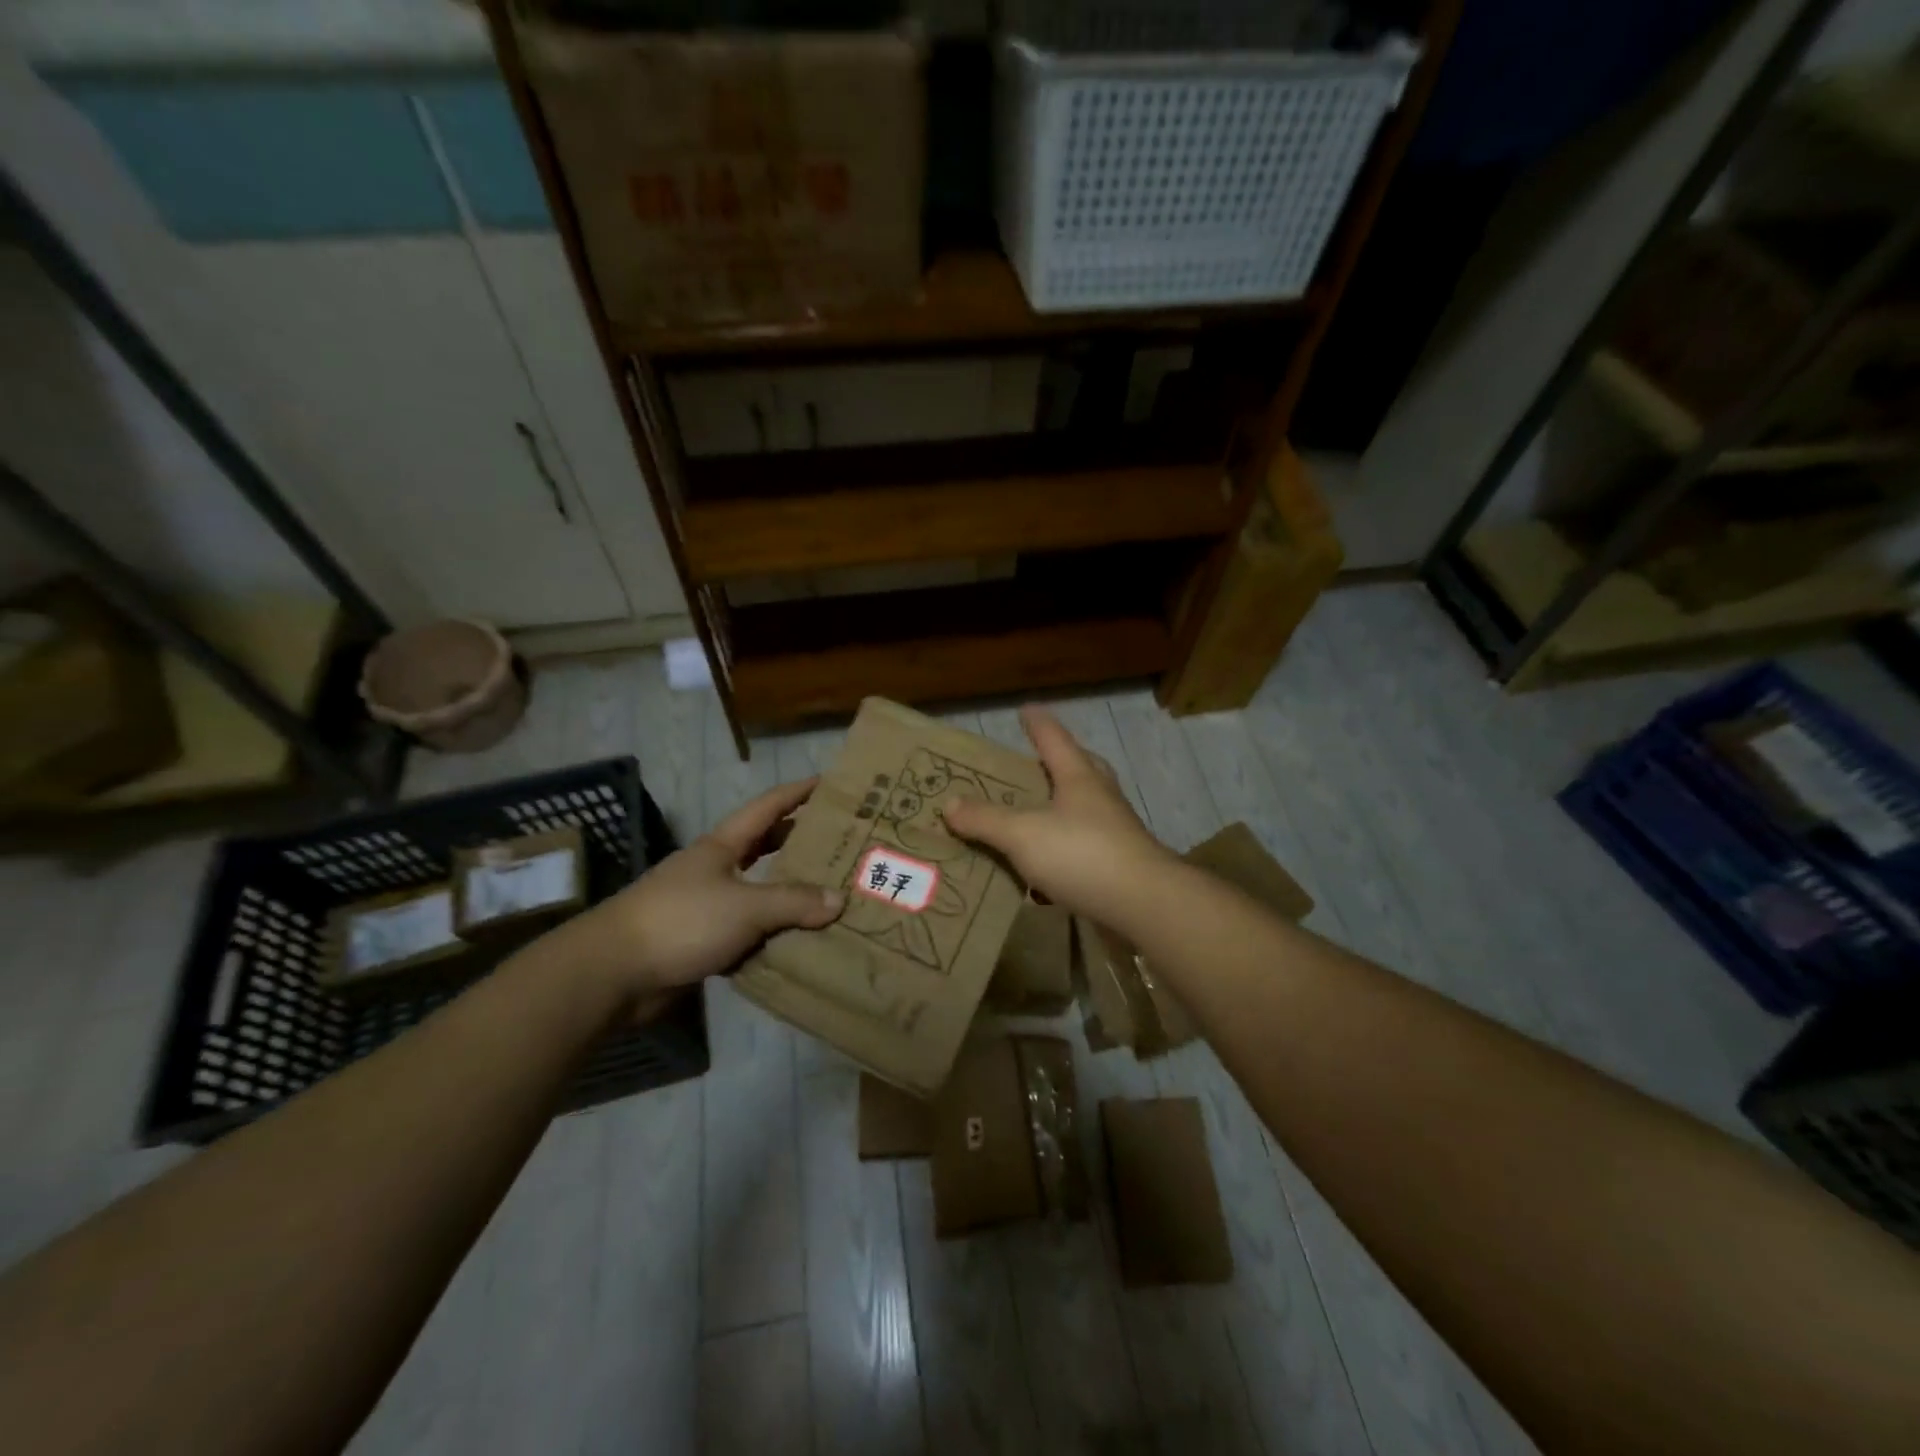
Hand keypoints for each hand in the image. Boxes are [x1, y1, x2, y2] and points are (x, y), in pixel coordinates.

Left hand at [557, 778, 844, 1017]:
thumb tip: (839, 900)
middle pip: (763, 847)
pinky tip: (797, 941)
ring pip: (757, 892)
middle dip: (798, 841)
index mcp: (722, 847)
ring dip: (788, 893)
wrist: (613, 972)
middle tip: (840, 843)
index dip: (797, 792)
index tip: (829, 783)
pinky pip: (747, 931)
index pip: (767, 808)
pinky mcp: (700, 941)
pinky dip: (771, 933)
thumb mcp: (745, 906)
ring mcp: (705, 905)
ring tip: (830, 893)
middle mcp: (715, 869)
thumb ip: (793, 901)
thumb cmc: (681, 921)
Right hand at [942, 705, 1173, 927]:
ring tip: (1036, 812)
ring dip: (1062, 804)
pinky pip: (1086, 843)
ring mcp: (1114, 830)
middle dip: (1057, 762)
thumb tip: (950, 803)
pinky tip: (1048, 864)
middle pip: (1080, 767)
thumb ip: (985, 819)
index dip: (1037, 723)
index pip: (1054, 739)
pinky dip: (1066, 844)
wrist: (1144, 904)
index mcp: (1079, 777)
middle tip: (1034, 762)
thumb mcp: (1023, 834)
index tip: (1026, 709)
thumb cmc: (1082, 855)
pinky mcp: (1119, 862)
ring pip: (1085, 805)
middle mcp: (1100, 797)